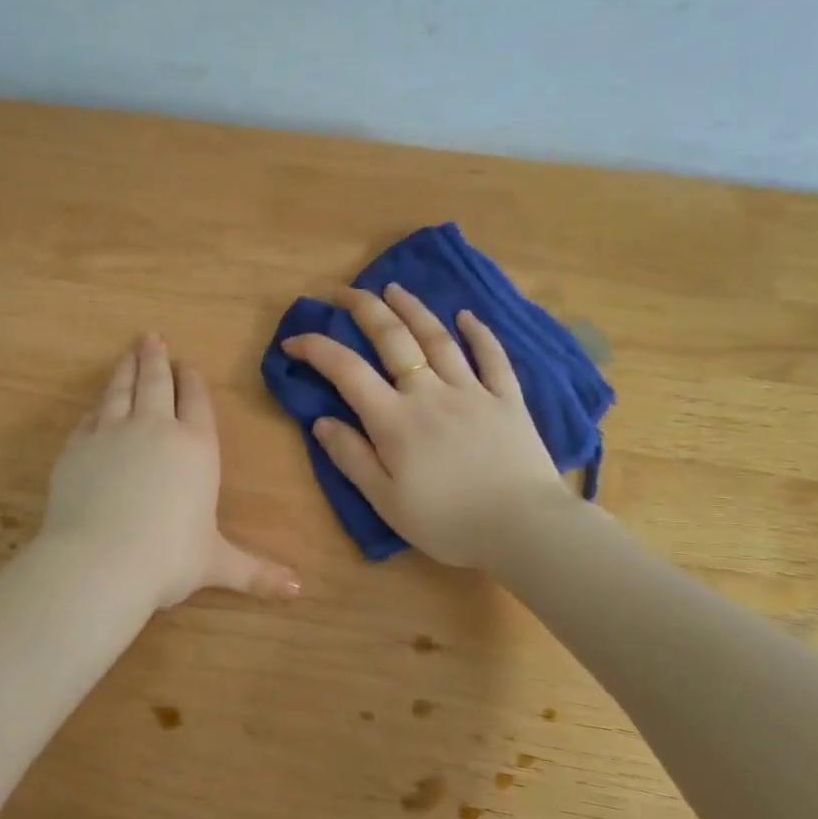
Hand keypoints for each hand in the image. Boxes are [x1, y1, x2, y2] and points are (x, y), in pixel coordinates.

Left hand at [43, 334, 299, 610]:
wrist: (101, 561)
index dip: (192, 380)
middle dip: (156, 358)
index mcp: (196, 447)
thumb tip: (300, 591)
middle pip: (156, 382)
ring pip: (121, 390)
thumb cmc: (169, 559)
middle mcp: (156, 428)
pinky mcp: (78, 446)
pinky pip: (90, 417)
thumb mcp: (217, 564)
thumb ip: (257, 572)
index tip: (187, 363)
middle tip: (151, 337)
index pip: (196, 401)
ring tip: (128, 353)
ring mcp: (112, 432)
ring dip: (126, 369)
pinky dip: (97, 406)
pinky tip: (97, 405)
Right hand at [282, 284, 569, 567]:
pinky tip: (467, 315)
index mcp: (394, 420)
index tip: (293, 341)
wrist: (524, 529)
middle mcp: (429, 393)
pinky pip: (493, 357)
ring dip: (413, 308)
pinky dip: (479, 333)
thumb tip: (321, 421)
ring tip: (394, 288)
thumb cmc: (448, 522)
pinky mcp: (507, 399)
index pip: (346, 370)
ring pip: (438, 337)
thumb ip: (352, 458)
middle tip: (343, 291)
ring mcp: (472, 391)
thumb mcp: (386, 501)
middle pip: (393, 338)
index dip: (315, 349)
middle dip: (363, 308)